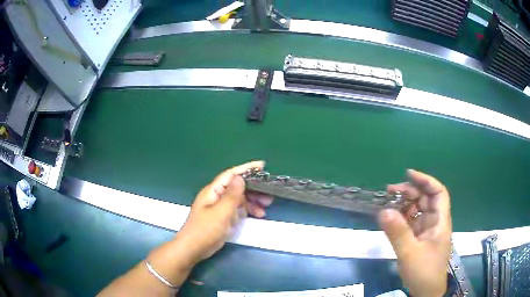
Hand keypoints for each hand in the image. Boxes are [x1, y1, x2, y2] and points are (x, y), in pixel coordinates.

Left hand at [174, 161, 272, 266]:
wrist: (194, 248)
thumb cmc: (206, 229)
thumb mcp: (221, 211)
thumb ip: (232, 195)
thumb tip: (241, 178)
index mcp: (213, 191)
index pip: (231, 175)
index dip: (246, 169)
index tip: (262, 166)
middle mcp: (217, 196)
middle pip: (237, 187)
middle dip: (254, 189)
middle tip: (269, 194)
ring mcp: (220, 208)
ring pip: (239, 199)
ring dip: (253, 201)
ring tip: (266, 207)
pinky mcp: (223, 218)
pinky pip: (238, 210)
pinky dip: (248, 211)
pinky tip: (258, 215)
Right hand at [378, 170, 451, 296]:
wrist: (425, 292)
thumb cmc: (424, 272)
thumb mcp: (410, 253)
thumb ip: (397, 232)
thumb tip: (382, 210)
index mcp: (440, 221)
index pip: (438, 193)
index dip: (426, 180)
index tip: (408, 174)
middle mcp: (435, 222)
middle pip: (426, 199)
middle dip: (410, 192)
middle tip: (389, 192)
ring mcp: (427, 231)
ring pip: (417, 210)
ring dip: (404, 205)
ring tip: (387, 205)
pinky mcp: (419, 239)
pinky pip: (411, 223)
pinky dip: (401, 219)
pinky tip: (391, 219)